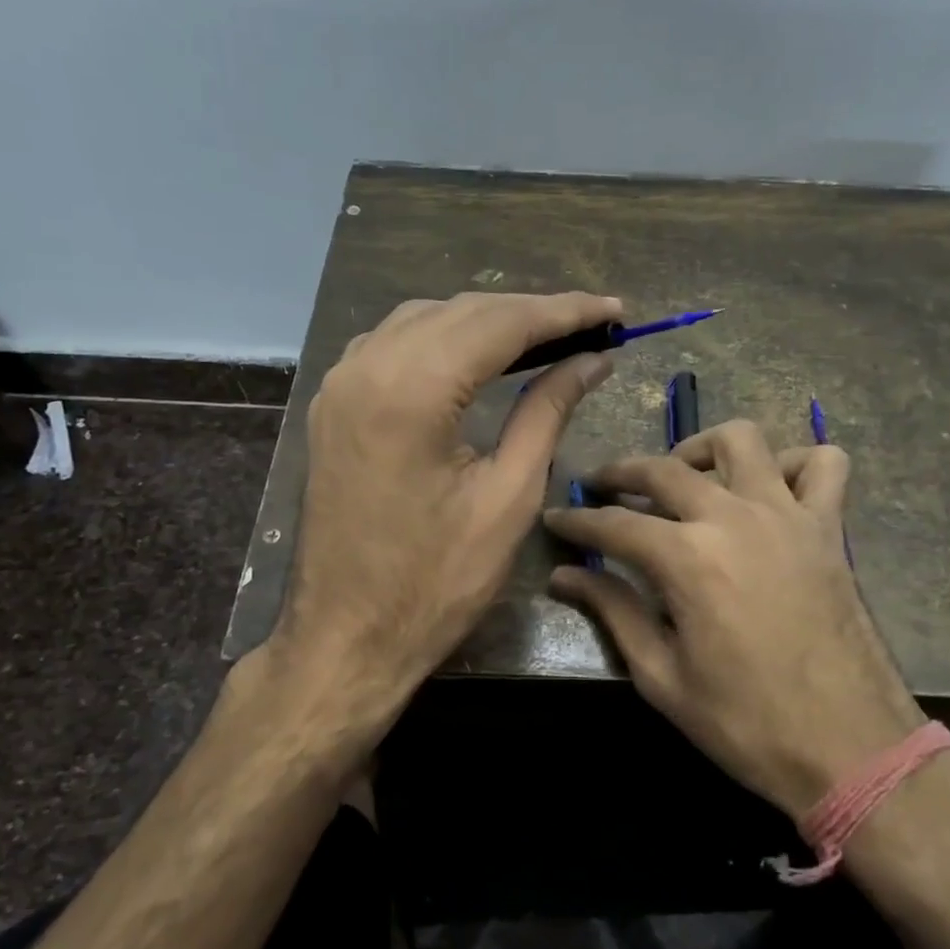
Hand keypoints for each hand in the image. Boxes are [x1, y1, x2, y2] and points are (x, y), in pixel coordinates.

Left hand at [273, 292, 619, 741]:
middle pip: (463, 312)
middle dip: (531, 312)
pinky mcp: (333, 403)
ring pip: (426, 320)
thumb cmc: (435, 582)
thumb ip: (547, 412)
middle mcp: (367, 367)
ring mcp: (341, 382)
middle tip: (592, 324)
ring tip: (547, 337)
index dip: (565, 311)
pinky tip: (477, 355)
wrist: (345, 638)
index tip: (615, 310)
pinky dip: (444, 339)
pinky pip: (394, 344)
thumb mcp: (508, 497)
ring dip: (487, 322)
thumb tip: (591, 360)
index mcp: (412, 391)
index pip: (501, 323)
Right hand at [543, 419, 923, 816]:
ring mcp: (787, 515)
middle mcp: (733, 517)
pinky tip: (770, 488)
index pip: (613, 525)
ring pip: (741, 440)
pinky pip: (822, 464)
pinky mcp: (829, 528)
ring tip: (684, 477)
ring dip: (703, 449)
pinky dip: (793, 463)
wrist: (850, 749)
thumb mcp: (662, 677)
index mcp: (687, 558)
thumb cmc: (746, 723)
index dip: (577, 521)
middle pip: (663, 469)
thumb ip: (613, 612)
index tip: (555, 519)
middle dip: (621, 473)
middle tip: (600, 487)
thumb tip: (564, 576)